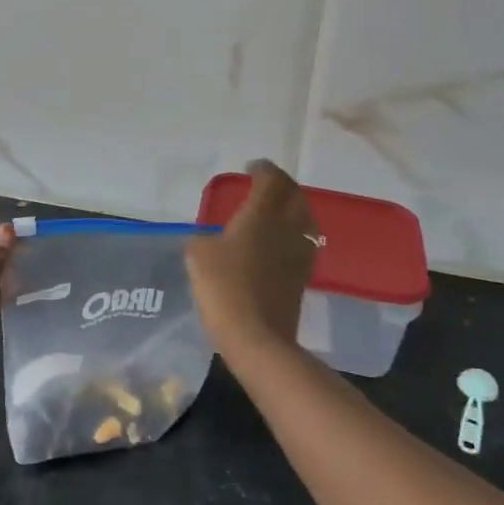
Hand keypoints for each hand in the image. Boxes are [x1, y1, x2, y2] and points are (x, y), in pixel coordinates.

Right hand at [185, 160, 318, 355]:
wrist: (256, 336)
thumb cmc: (223, 287)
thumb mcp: (198, 254)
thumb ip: (204, 238)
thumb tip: (211, 240)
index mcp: (262, 214)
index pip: (271, 180)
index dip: (263, 170)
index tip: (252, 168)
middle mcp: (287, 227)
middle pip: (294, 195)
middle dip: (281, 185)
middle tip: (266, 184)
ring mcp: (300, 252)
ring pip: (305, 218)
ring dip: (293, 207)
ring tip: (276, 210)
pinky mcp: (303, 276)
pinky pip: (304, 242)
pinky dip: (294, 232)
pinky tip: (281, 242)